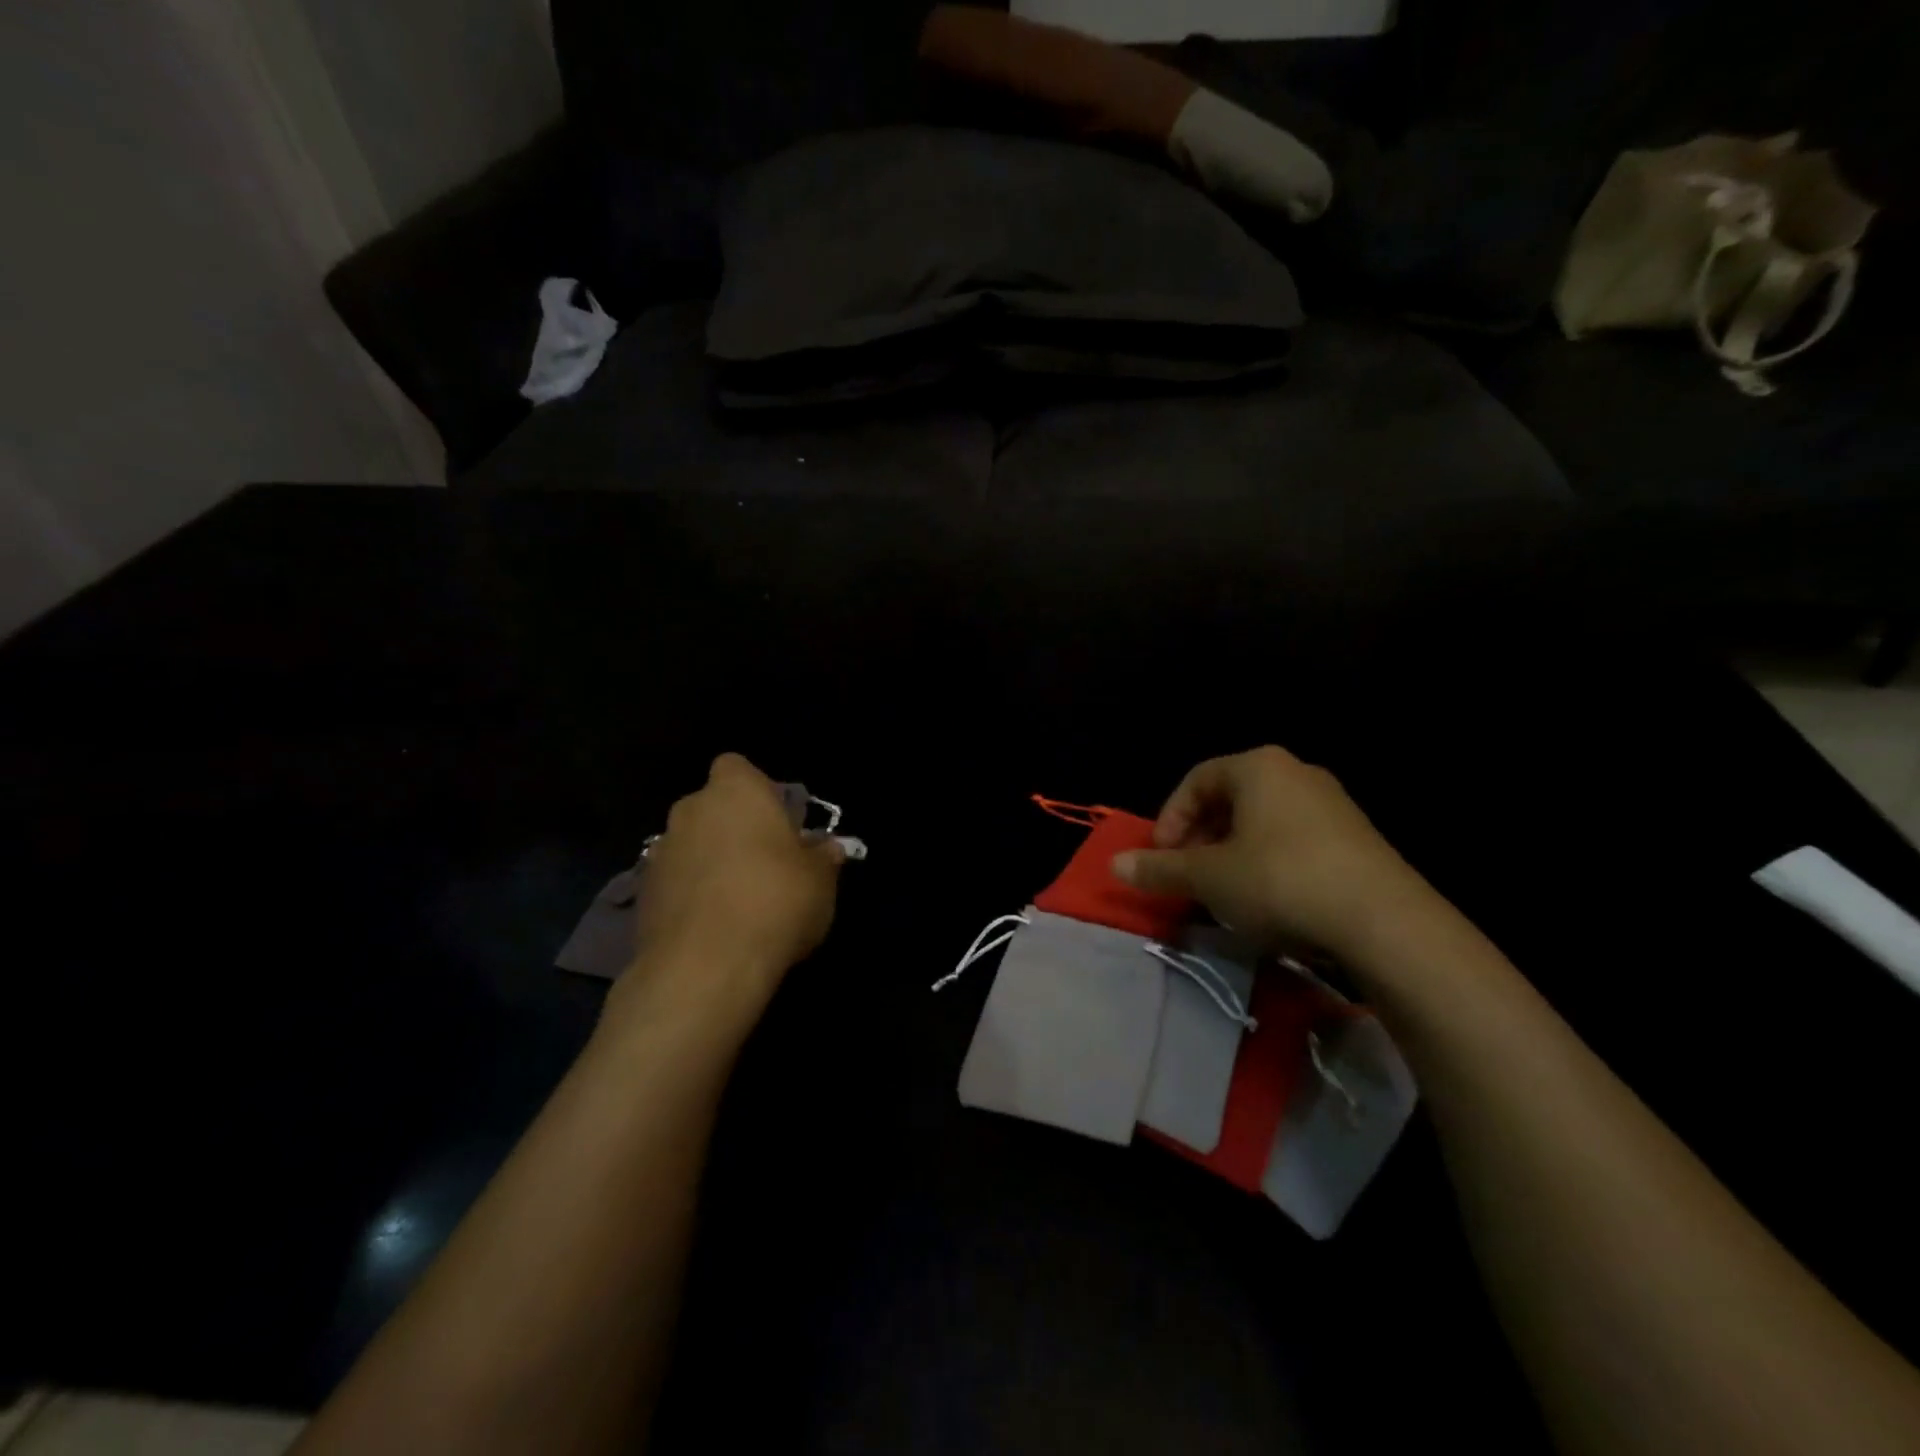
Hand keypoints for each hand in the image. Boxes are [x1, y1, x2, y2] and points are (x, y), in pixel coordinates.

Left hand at [610, 754, 842, 1035]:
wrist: (705, 966)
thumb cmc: (775, 901)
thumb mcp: (820, 879)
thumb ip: (822, 857)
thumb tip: (827, 848)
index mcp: (736, 791)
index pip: (737, 768)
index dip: (757, 791)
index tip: (777, 822)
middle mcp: (691, 810)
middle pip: (712, 807)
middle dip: (732, 828)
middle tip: (764, 863)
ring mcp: (660, 852)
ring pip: (691, 845)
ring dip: (709, 862)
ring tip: (738, 901)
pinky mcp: (642, 895)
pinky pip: (675, 882)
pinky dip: (690, 895)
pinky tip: (713, 926)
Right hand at [1113, 745, 1436, 960]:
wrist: (1385, 922)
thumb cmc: (1280, 880)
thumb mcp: (1209, 877)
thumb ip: (1159, 868)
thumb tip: (1114, 864)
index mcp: (1258, 767)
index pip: (1196, 781)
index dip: (1169, 819)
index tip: (1162, 858)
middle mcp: (1296, 773)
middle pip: (1229, 800)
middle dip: (1199, 839)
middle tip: (1187, 876)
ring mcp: (1332, 805)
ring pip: (1261, 823)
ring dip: (1231, 854)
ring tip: (1224, 893)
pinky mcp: (1357, 839)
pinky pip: (1294, 842)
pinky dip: (1268, 864)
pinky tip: (1268, 902)